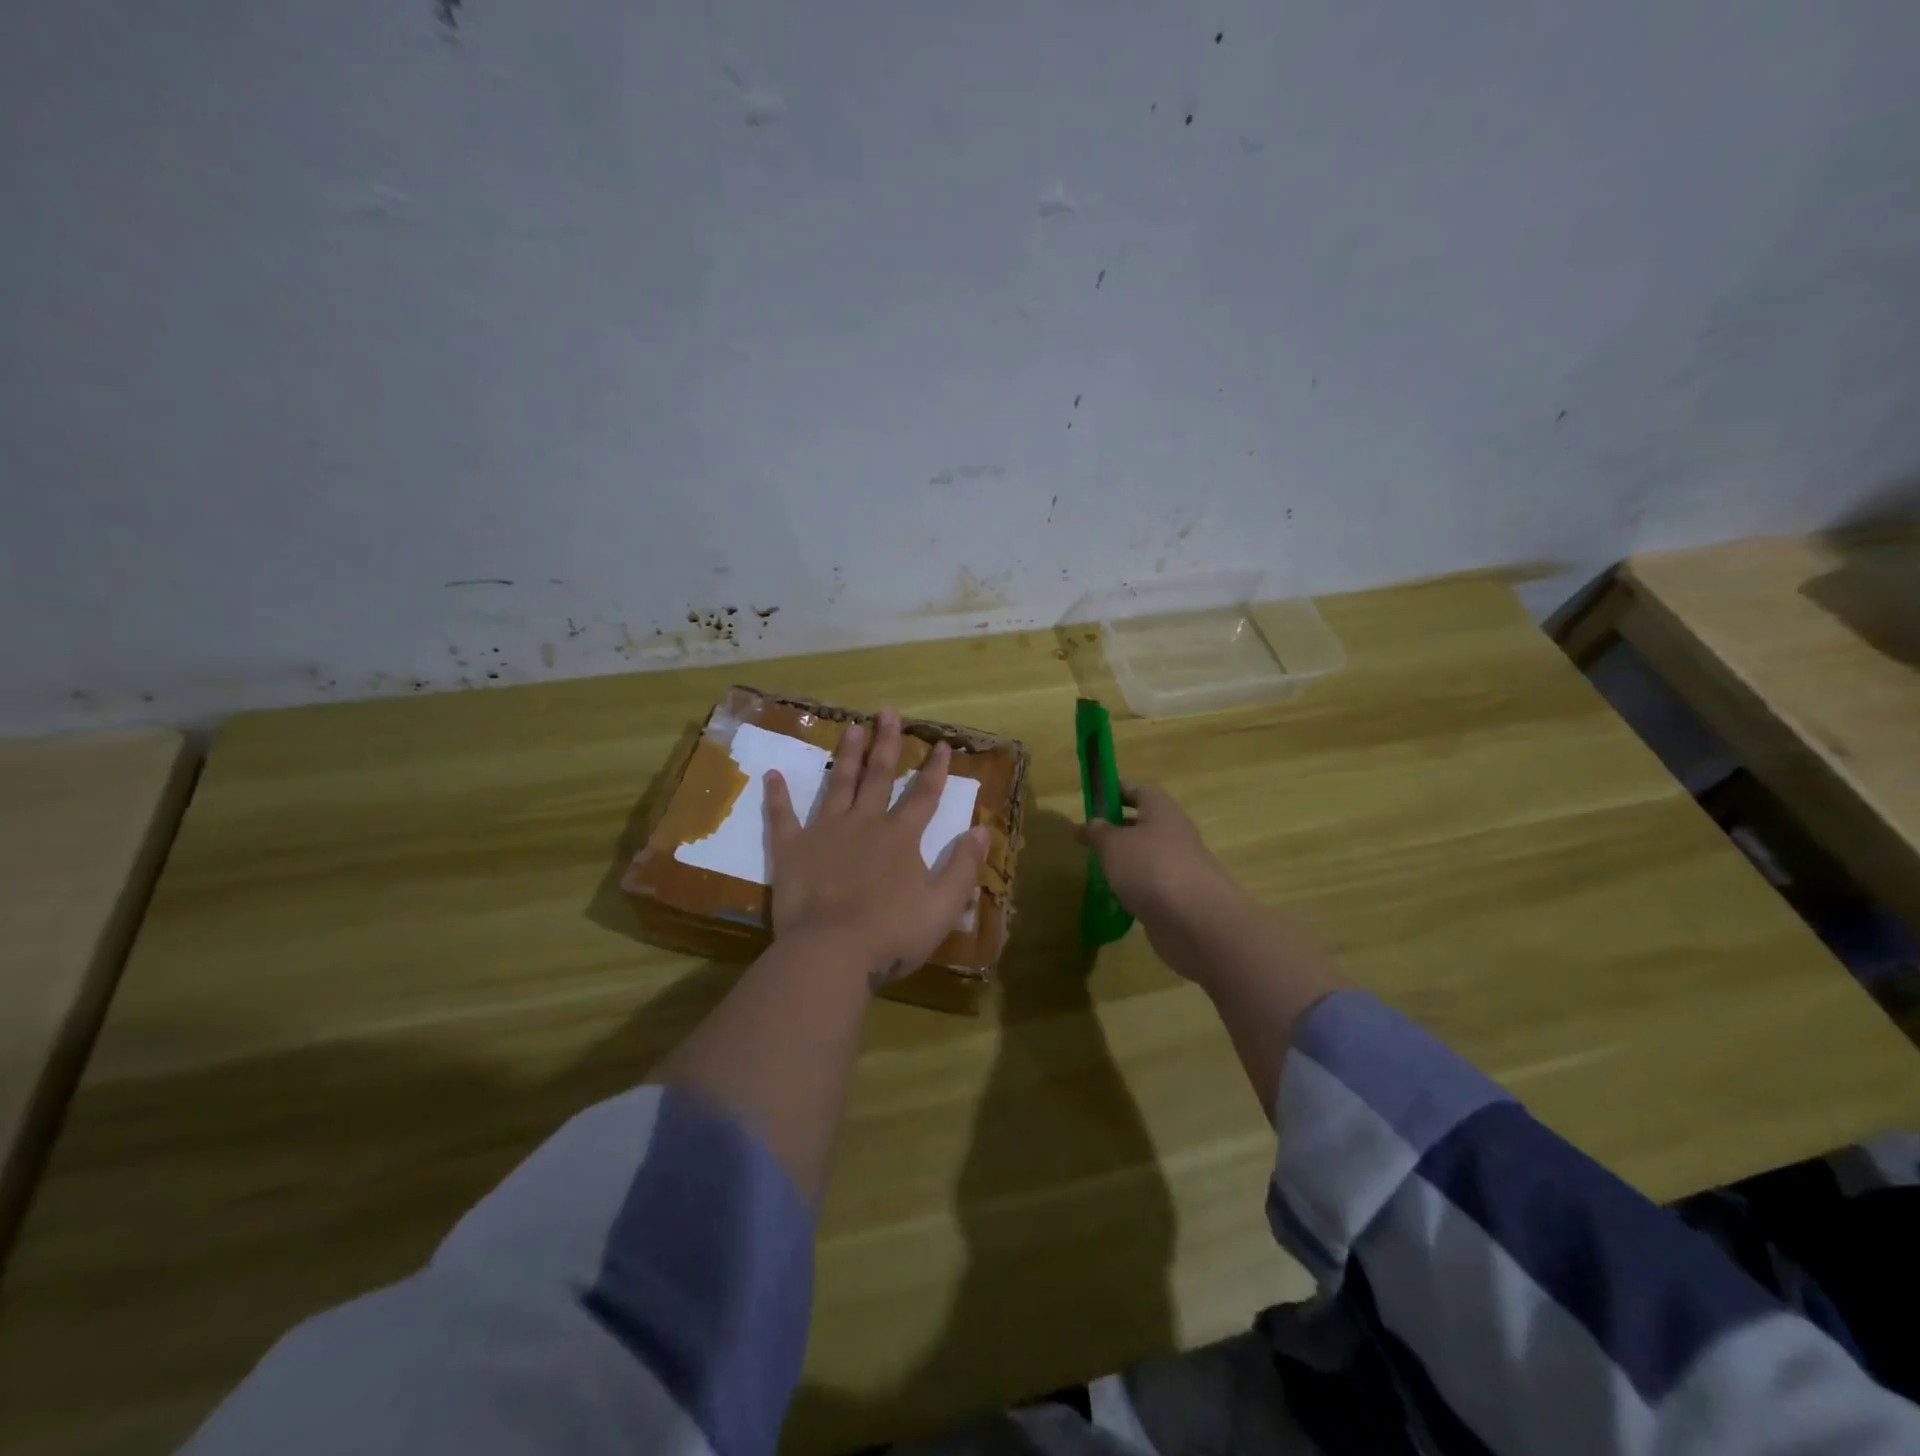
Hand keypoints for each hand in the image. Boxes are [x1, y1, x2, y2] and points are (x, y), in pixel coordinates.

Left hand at [764, 710, 989, 991]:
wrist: (831, 954)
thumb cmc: (892, 934)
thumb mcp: (943, 906)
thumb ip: (964, 867)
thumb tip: (984, 830)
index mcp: (901, 837)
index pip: (924, 795)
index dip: (936, 769)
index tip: (942, 743)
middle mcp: (864, 823)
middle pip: (878, 776)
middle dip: (886, 743)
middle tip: (887, 713)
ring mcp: (825, 832)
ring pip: (837, 784)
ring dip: (845, 755)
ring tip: (850, 727)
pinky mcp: (792, 850)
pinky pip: (782, 817)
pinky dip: (777, 796)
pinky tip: (772, 776)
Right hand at [1081, 781, 1255, 970]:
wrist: (1198, 923)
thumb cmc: (1151, 868)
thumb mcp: (1114, 844)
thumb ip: (1100, 831)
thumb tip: (1095, 822)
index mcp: (1161, 810)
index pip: (1137, 789)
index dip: (1114, 790)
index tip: (1091, 799)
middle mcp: (1174, 834)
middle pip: (1142, 823)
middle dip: (1115, 829)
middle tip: (1087, 839)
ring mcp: (1179, 867)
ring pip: (1146, 856)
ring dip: (1123, 861)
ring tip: (1094, 871)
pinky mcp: (1179, 897)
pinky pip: (1151, 885)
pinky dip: (1133, 889)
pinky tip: (1113, 899)